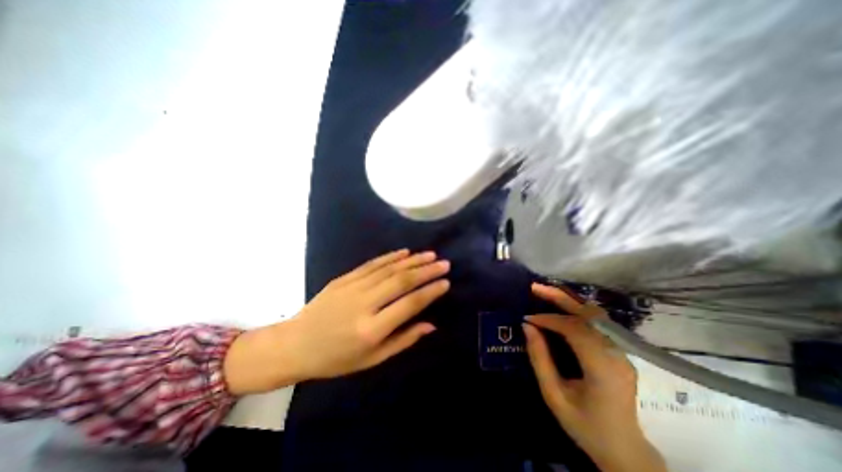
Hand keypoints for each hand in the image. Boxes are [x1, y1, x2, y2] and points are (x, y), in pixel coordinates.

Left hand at [222, 250, 446, 394]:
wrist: (296, 344)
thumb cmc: (336, 358)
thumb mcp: (372, 359)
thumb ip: (403, 340)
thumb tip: (431, 324)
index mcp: (371, 329)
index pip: (408, 305)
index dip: (430, 292)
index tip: (446, 282)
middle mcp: (364, 304)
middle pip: (401, 281)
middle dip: (426, 270)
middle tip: (444, 263)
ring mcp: (352, 287)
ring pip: (388, 269)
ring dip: (412, 260)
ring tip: (430, 254)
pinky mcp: (344, 278)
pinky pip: (372, 264)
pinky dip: (390, 257)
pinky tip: (404, 252)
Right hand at [525, 285, 664, 470]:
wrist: (625, 450)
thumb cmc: (586, 425)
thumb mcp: (554, 395)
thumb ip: (540, 359)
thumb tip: (527, 326)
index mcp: (602, 369)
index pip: (575, 330)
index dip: (549, 319)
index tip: (528, 318)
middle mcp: (617, 355)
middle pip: (589, 315)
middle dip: (560, 297)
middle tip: (535, 287)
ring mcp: (622, 353)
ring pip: (595, 315)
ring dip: (569, 301)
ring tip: (546, 292)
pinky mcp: (620, 352)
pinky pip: (598, 324)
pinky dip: (577, 311)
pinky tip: (563, 307)